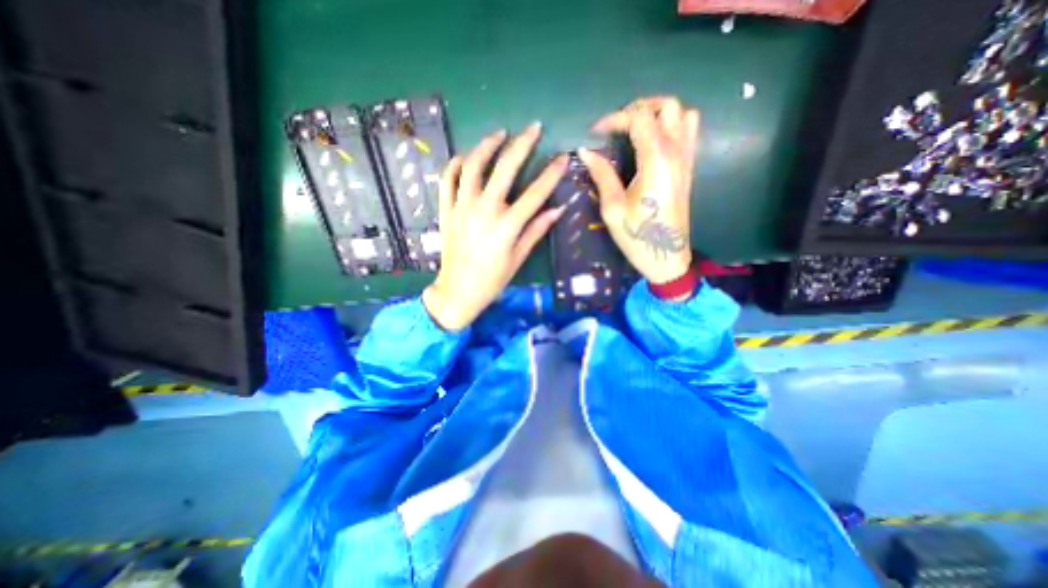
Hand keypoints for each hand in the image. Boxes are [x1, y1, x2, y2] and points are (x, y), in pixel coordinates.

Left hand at [421, 122, 569, 329]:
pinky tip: (465, 158)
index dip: (551, 173)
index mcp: (506, 226)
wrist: (458, 291)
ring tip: (499, 134)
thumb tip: (557, 209)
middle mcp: (484, 210)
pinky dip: (455, 165)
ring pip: (473, 167)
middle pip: (505, 169)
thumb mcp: (518, 258)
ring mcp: (462, 208)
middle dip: (522, 144)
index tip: (563, 157)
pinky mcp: (446, 211)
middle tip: (533, 128)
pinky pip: (447, 181)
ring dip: (486, 146)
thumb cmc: (492, 279)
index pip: (535, 193)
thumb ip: (536, 231)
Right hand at [578, 93, 697, 282]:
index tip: (595, 133)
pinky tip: (653, 142)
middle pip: (667, 106)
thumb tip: (586, 151)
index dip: (614, 119)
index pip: (639, 118)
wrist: (667, 257)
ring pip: (683, 114)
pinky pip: (689, 132)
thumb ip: (602, 175)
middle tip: (616, 126)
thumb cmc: (637, 236)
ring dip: (659, 114)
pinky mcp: (688, 169)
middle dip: (638, 108)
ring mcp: (686, 159)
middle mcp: (676, 152)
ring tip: (636, 129)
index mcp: (656, 159)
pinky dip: (672, 126)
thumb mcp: (612, 208)